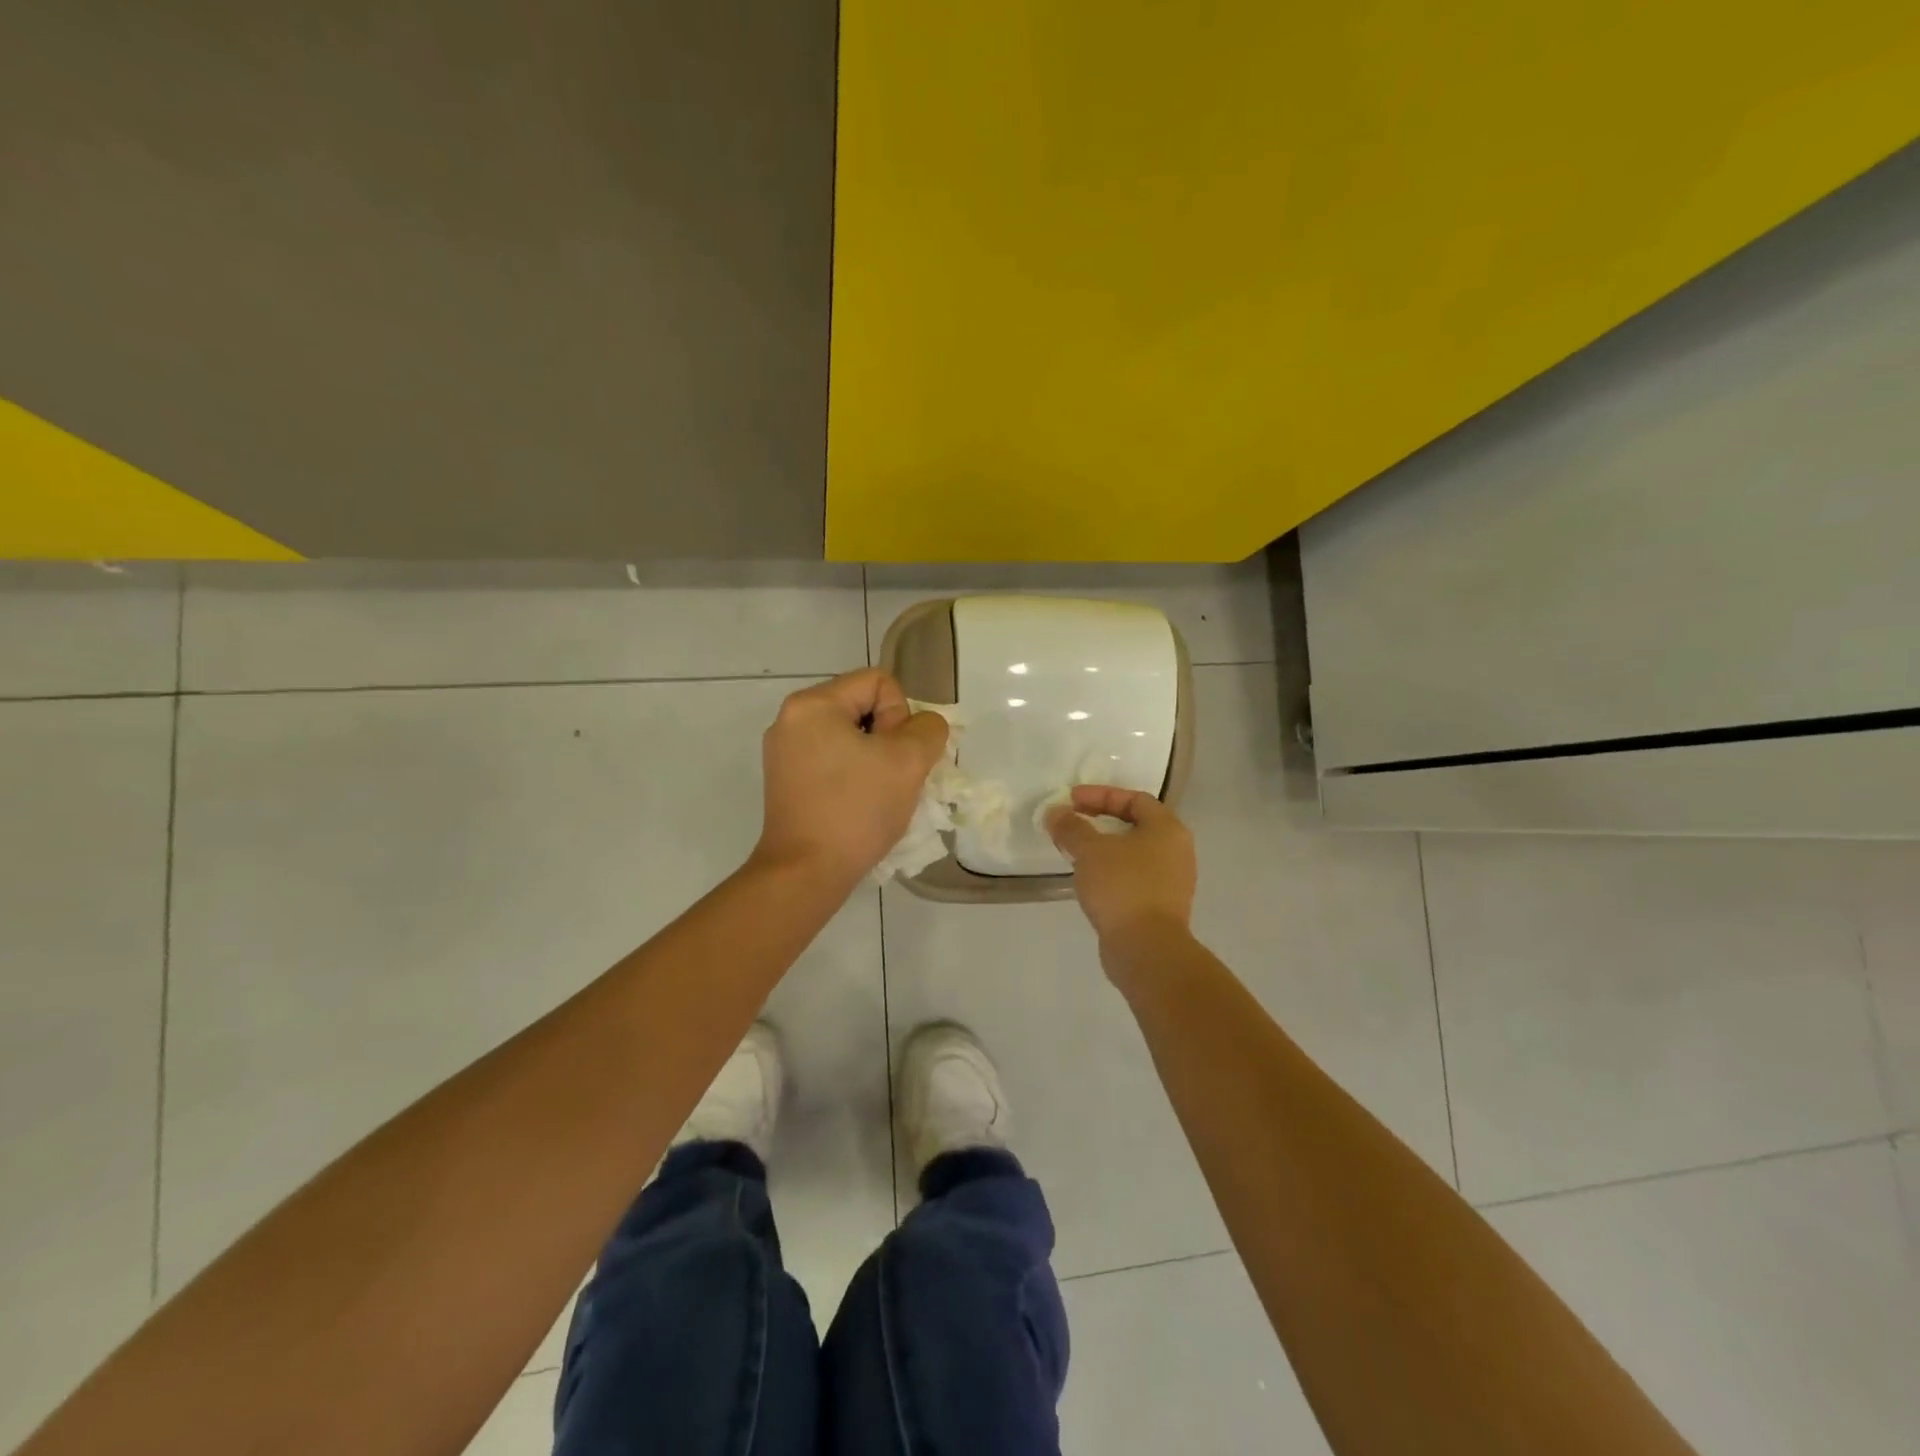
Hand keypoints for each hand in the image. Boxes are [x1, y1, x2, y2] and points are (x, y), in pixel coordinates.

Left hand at [753, 669, 949, 886]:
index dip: (901, 715)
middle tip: (892, 777)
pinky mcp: (786, 781)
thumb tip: (923, 726)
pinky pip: (833, 760)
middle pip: (863, 707)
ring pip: (850, 737)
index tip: (895, 756)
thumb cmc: (856, 810)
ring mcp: (785, 752)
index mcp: (813, 704)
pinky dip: (854, 775)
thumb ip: (928, 729)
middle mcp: (792, 719)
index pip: (879, 682)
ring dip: (875, 759)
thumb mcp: (908, 761)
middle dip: (889, 738)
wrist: (806, 873)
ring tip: (879, 794)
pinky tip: (860, 805)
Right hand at [1045, 785, 1196, 968]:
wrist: (1146, 949)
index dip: (1100, 795)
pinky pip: (1133, 877)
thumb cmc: (1122, 887)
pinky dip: (1110, 871)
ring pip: (1133, 853)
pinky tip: (1088, 878)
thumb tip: (1055, 812)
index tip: (1071, 800)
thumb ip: (1071, 827)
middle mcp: (1176, 851)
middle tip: (1071, 823)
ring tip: (1074, 851)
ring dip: (1104, 848)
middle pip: (1136, 825)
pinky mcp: (1160, 907)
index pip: (1135, 799)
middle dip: (1100, 820)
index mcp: (1168, 829)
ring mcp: (1172, 881)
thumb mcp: (1090, 851)